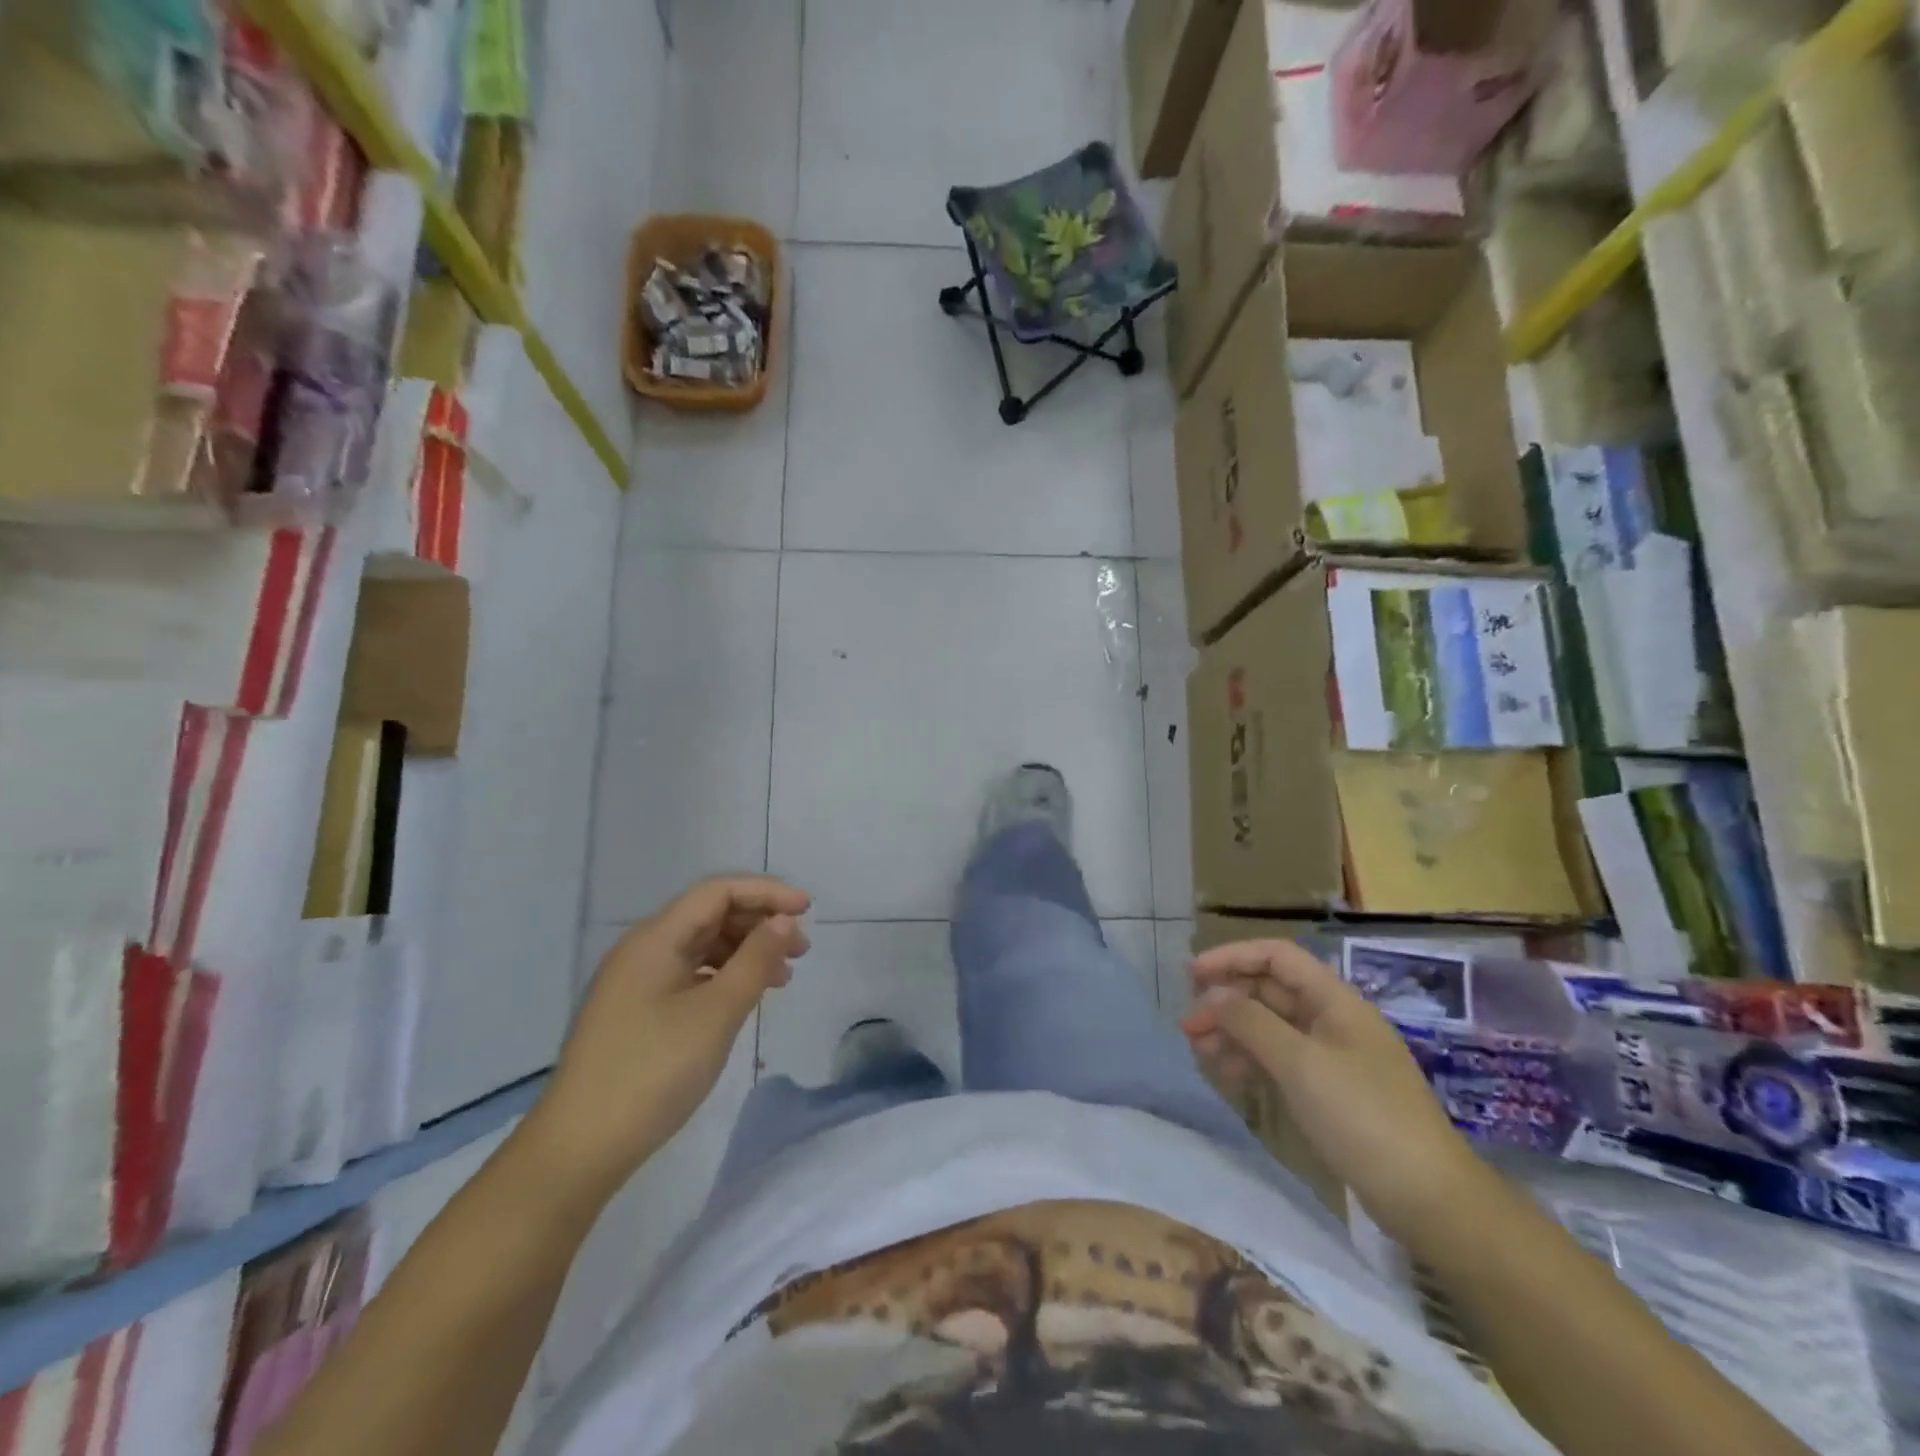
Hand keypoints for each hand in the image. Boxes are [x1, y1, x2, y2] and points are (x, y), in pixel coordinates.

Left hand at [530, 876, 810, 1199]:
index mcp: (656, 938)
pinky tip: (746, 998)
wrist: (579, 1148)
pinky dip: (725, 976)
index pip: (718, 892)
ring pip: (702, 945)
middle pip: (710, 914)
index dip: (766, 892)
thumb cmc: (653, 1071)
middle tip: (802, 949)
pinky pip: (690, 974)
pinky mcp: (637, 1011)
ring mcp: (637, 981)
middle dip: (759, 923)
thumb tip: (783, 920)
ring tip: (782, 977)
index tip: (808, 910)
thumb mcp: (717, 1012)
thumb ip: (755, 959)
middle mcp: (643, 949)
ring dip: (745, 951)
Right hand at [1181, 939, 1484, 1244]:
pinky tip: (1226, 1072)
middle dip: (1226, 1000)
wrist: (1429, 1199)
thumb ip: (1250, 1022)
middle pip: (1269, 990)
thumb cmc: (1364, 1117)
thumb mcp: (1300, 1064)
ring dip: (1232, 1030)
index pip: (1276, 956)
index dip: (1232, 957)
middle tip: (1188, 1024)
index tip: (1191, 975)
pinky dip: (1249, 1058)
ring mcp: (1330, 1055)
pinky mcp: (1328, 1089)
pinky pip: (1279, 1058)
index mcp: (1334, 1000)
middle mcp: (1331, 1019)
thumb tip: (1210, 996)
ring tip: (1198, 1050)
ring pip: (1269, 1025)